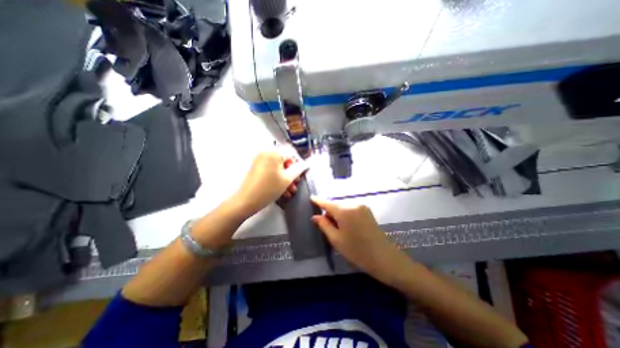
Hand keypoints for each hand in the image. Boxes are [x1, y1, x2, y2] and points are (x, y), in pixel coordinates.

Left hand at [233, 150, 306, 215]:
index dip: (298, 163)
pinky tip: (282, 190)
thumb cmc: (267, 189)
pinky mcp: (257, 168)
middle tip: (295, 183)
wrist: (246, 201)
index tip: (300, 174)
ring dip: (286, 178)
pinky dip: (277, 178)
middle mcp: (265, 153)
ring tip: (290, 190)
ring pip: (278, 167)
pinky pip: (271, 170)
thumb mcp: (287, 179)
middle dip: (292, 173)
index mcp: (273, 153)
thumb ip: (298, 170)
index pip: (291, 153)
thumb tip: (305, 164)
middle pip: (285, 161)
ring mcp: (260, 161)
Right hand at [313, 197, 413, 285]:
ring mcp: (361, 206)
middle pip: (335, 204)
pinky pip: (351, 209)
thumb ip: (324, 225)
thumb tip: (315, 216)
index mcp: (344, 210)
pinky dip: (345, 214)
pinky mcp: (367, 211)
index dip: (318, 200)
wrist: (384, 257)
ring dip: (337, 214)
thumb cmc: (357, 251)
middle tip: (327, 226)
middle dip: (329, 212)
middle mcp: (353, 204)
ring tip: (338, 229)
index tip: (311, 197)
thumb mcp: (336, 239)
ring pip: (343, 207)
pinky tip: (347, 226)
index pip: (327, 203)